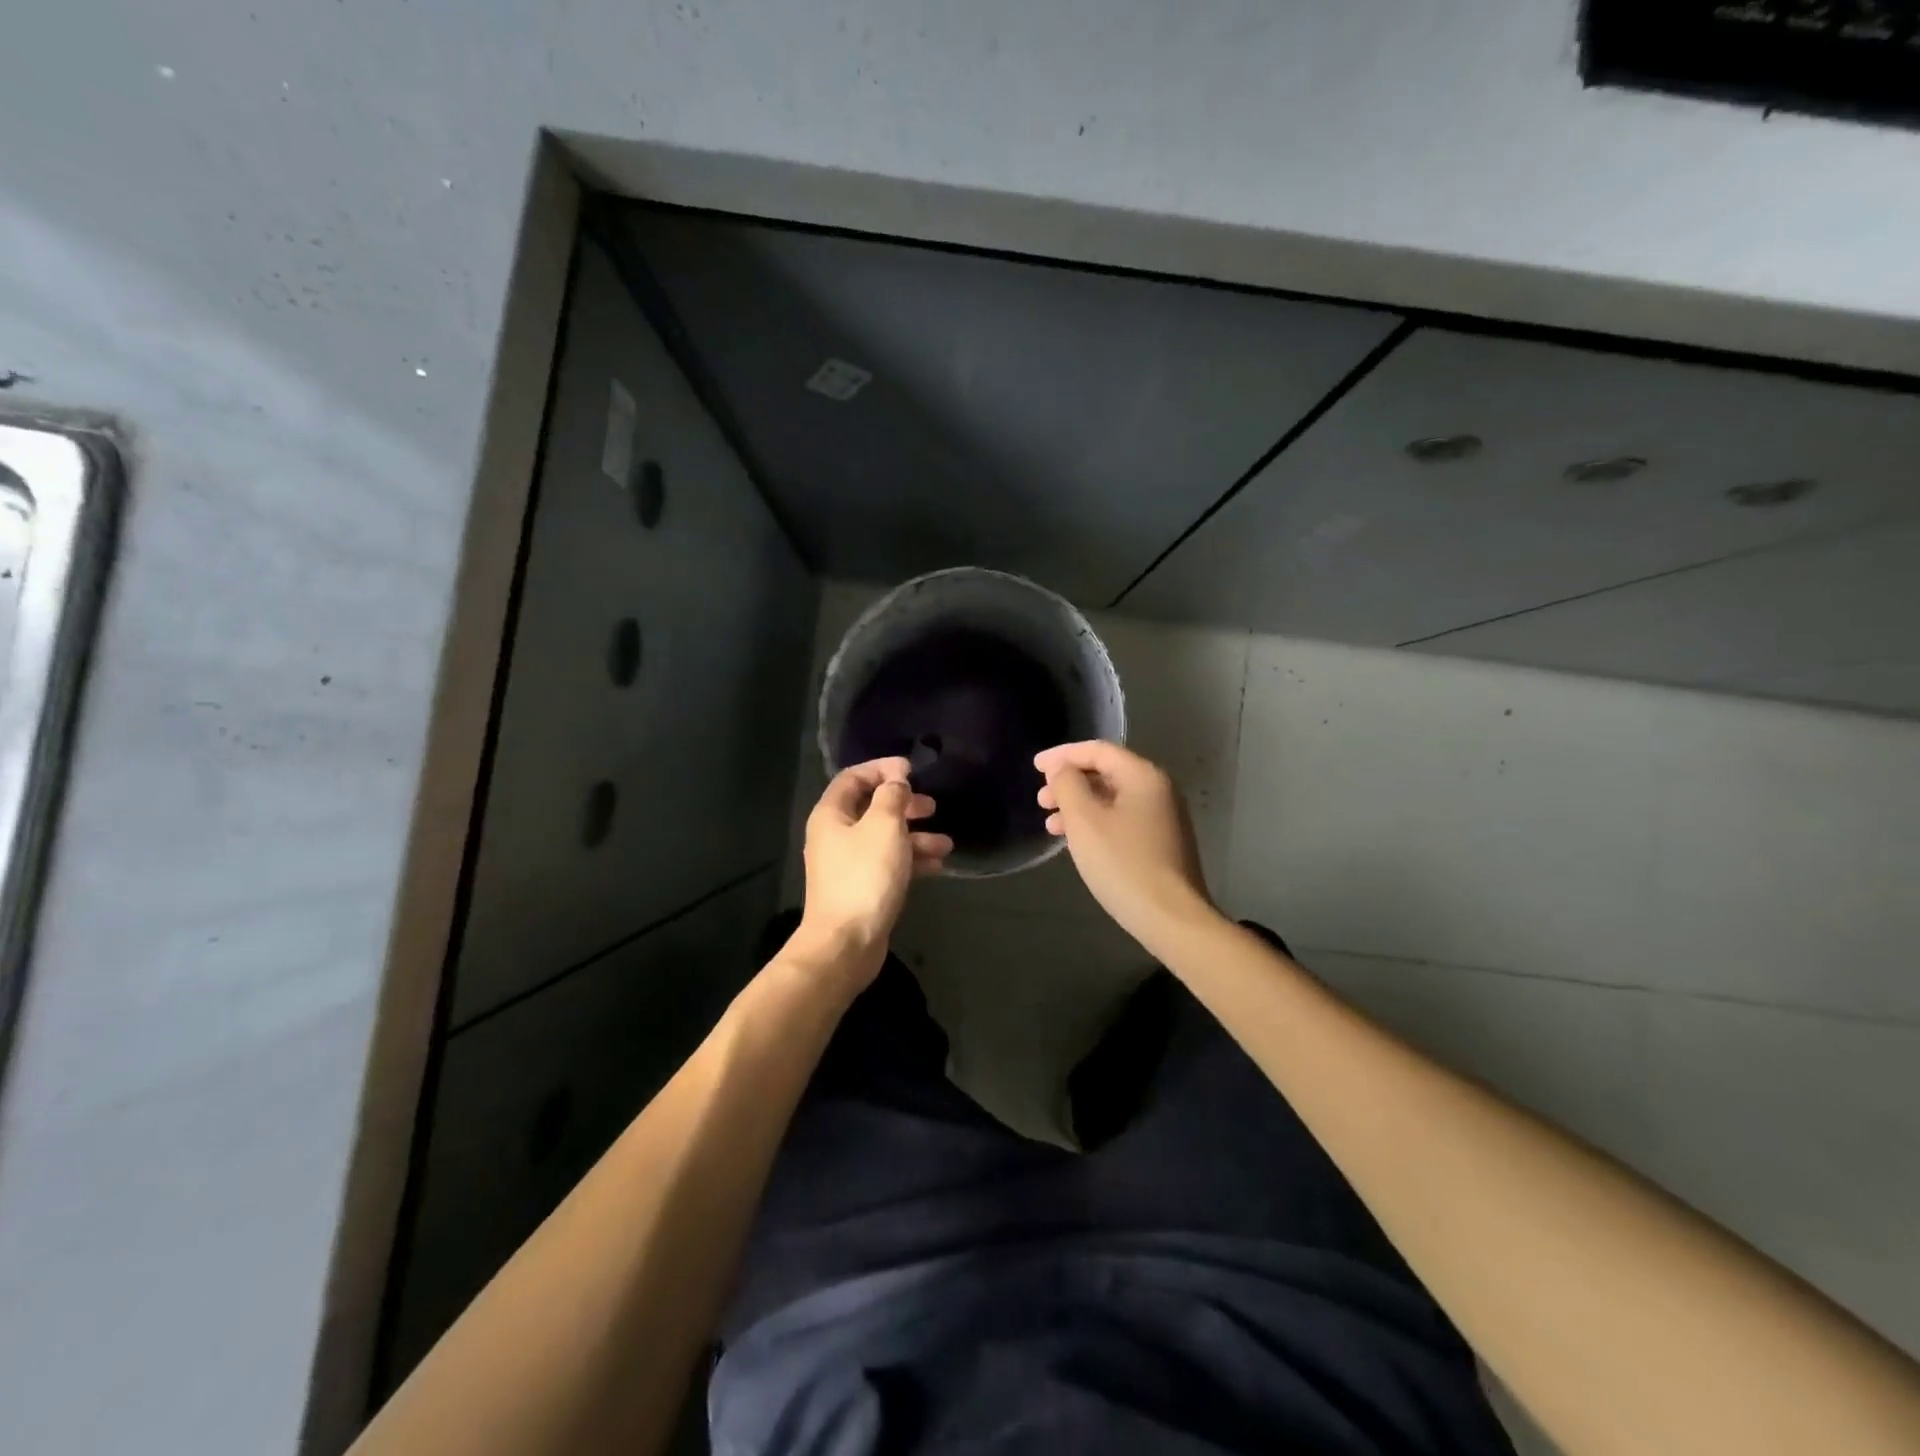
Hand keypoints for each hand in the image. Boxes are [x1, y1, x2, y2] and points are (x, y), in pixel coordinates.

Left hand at [790, 757, 952, 987]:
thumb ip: (892, 797)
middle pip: (871, 807)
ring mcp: (848, 864)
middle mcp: (835, 836)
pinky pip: (888, 864)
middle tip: (931, 806)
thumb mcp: (884, 827)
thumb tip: (896, 781)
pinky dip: (911, 860)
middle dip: (904, 804)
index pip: (853, 777)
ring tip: (945, 843)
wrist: (846, 943)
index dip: (882, 769)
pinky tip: (937, 866)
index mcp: (831, 815)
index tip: (912, 770)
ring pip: (884, 838)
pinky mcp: (862, 888)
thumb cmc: (865, 877)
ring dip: (915, 836)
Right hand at [1035, 740, 1216, 950]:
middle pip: (1107, 773)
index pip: (1098, 750)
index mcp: (1143, 776)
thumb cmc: (1122, 863)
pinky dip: (1096, 823)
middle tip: (1041, 800)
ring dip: (1079, 806)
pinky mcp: (1162, 843)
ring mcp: (1164, 818)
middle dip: (1069, 783)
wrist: (1171, 918)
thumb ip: (1068, 784)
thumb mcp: (1084, 820)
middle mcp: (1158, 790)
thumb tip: (1062, 768)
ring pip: (1112, 799)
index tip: (1035, 767)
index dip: (1063, 755)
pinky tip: (1077, 843)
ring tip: (1051, 825)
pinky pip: (1122, 820)